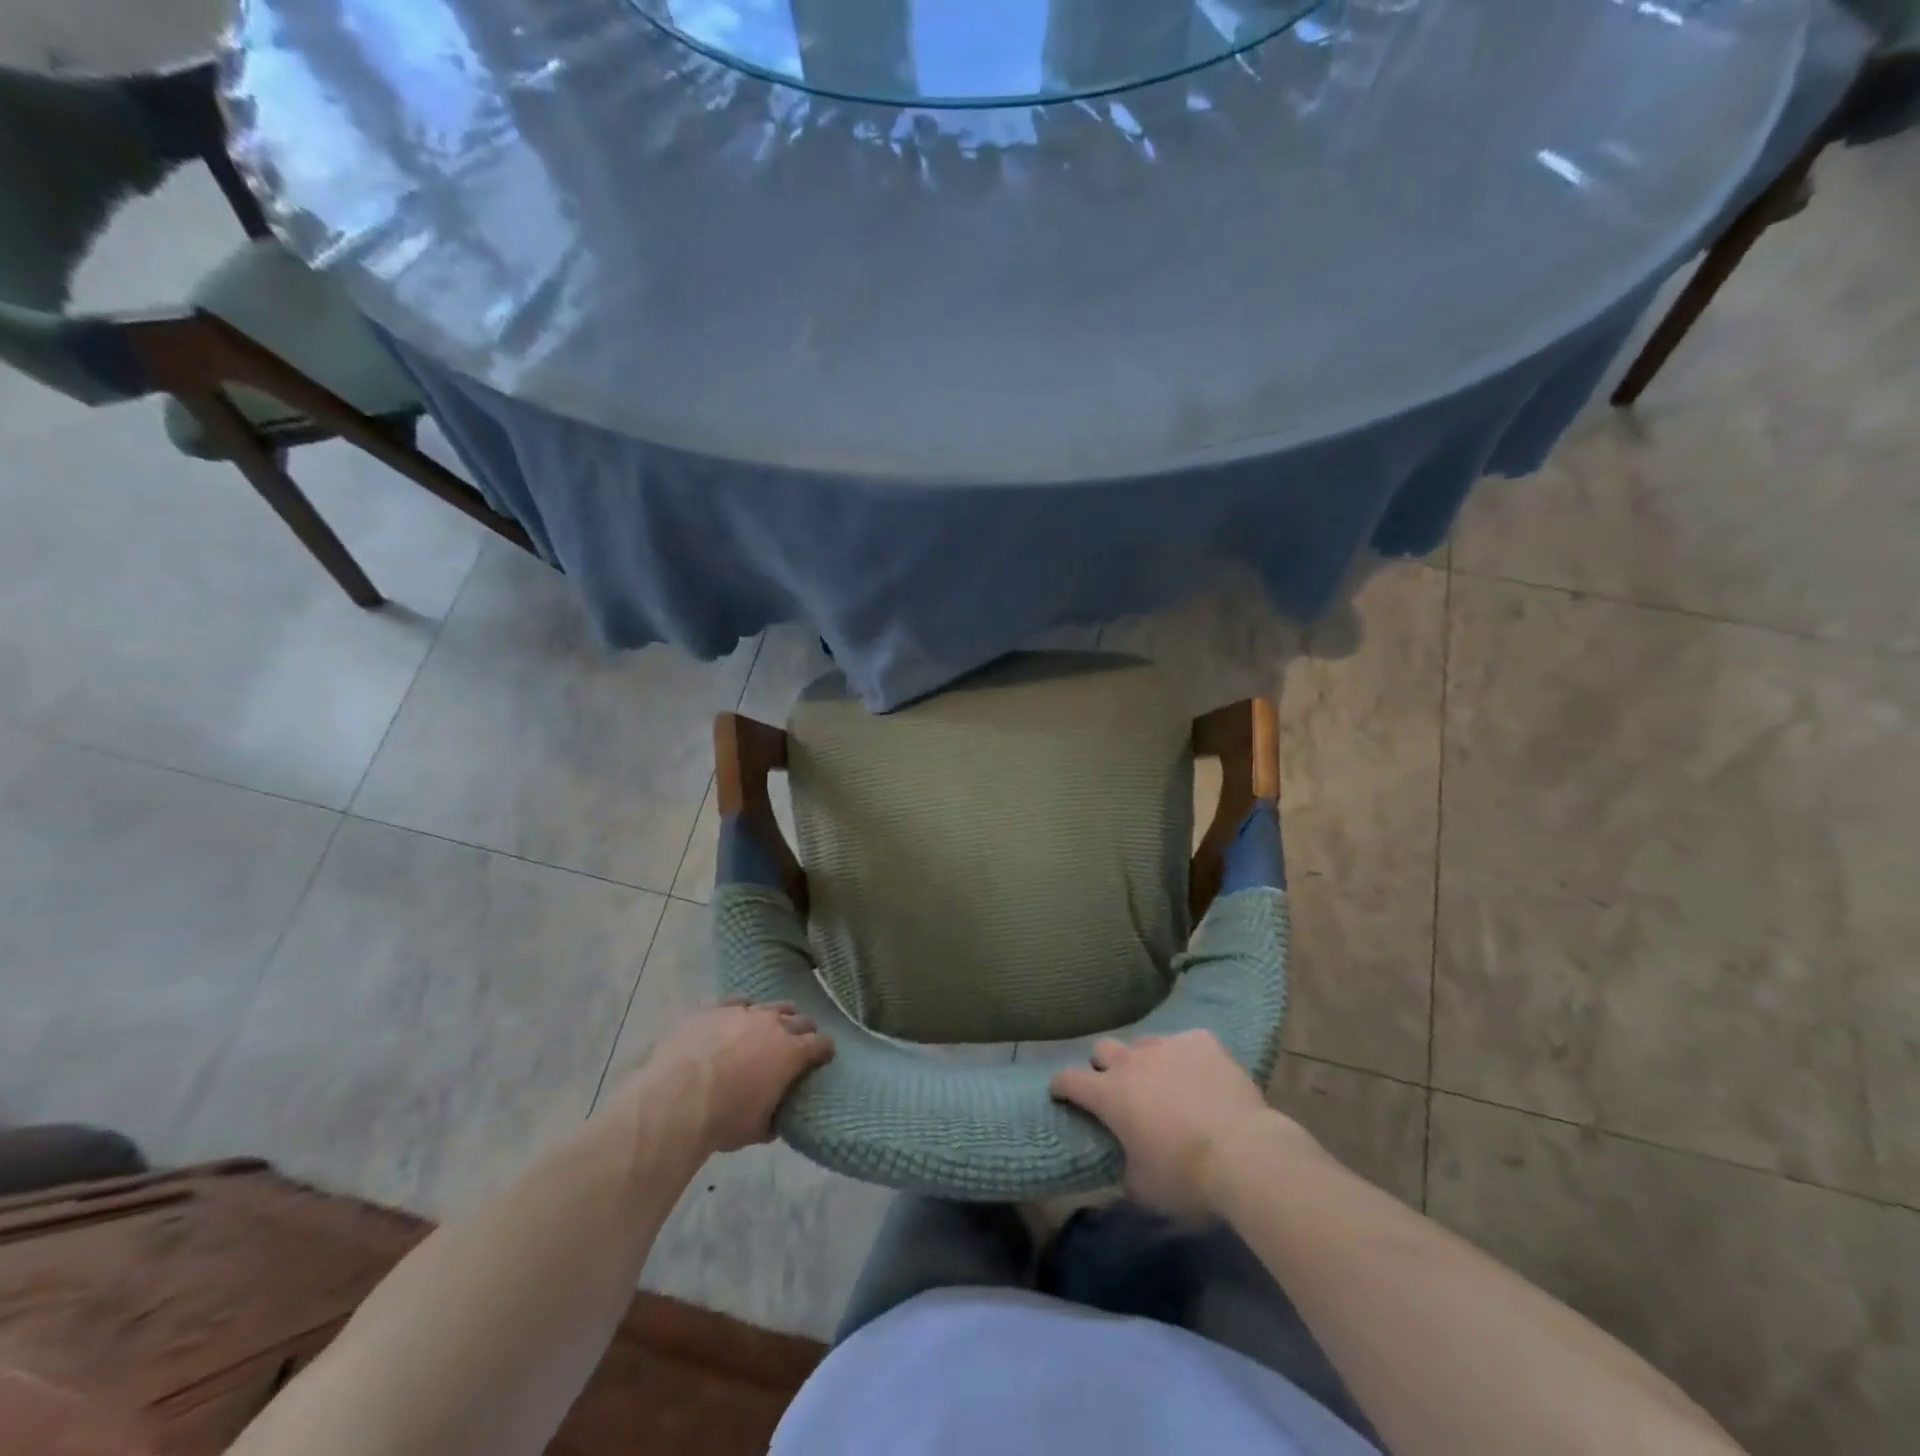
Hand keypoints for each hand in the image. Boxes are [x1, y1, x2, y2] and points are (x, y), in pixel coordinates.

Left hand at [645, 1000, 834, 1152]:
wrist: (676, 1099)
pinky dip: (743, 1010)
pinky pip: (738, 1002)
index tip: (823, 1058)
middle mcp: (774, 1024)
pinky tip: (737, 1020)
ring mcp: (744, 1012)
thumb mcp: (759, 1129)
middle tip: (798, 1045)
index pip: (821, 1043)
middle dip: (804, 1031)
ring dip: (776, 1017)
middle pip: (801, 1019)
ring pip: (772, 1005)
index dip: (824, 1051)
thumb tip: (778, 1115)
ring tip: (769, 1029)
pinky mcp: (716, 1008)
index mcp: (792, 1052)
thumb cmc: (723, 1119)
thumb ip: (776, 1115)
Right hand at [1050, 1030, 1309, 1217]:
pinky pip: (1186, 1043)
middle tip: (1118, 1088)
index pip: (1068, 1079)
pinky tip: (1203, 1077)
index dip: (1061, 1086)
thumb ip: (1125, 1171)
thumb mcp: (1145, 1190)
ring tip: (1165, 1083)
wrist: (1245, 1154)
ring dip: (1147, 1061)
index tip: (1061, 1093)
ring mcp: (1168, 1046)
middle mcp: (1132, 1062)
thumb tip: (1123, 1167)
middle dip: (1104, 1066)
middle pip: (1103, 1048)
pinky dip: (1188, 1058)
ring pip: (1145, 1043)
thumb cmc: (1187, 1178)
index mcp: (1110, 1095)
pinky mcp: (1202, 1041)